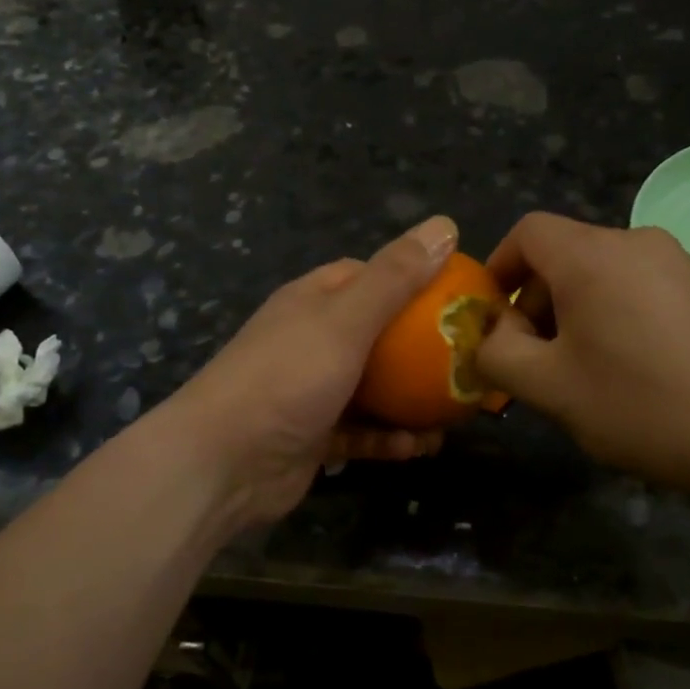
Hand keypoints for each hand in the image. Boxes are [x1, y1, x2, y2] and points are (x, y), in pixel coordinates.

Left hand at [166, 215, 459, 529]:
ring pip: (374, 387)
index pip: (368, 275)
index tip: (455, 295)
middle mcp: (311, 339)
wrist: (222, 463)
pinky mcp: (314, 436)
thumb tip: (444, 224)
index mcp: (313, 300)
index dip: (412, 279)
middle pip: (377, 334)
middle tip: (467, 359)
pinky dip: (388, 438)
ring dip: (411, 398)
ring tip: (456, 410)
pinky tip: (419, 447)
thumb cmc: (287, 377)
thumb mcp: (346, 319)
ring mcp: (311, 389)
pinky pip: (362, 431)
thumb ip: (396, 276)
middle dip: (420, 347)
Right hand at [475, 213, 689, 507]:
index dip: (499, 267)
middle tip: (533, 359)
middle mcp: (636, 242)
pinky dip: (613, 312)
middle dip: (535, 300)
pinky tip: (628, 366)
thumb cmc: (642, 407)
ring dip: (573, 310)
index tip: (493, 317)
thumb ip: (498, 354)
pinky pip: (637, 285)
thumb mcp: (550, 389)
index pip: (528, 232)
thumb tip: (493, 335)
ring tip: (580, 369)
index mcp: (593, 256)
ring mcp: (677, 262)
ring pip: (601, 272)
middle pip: (564, 254)